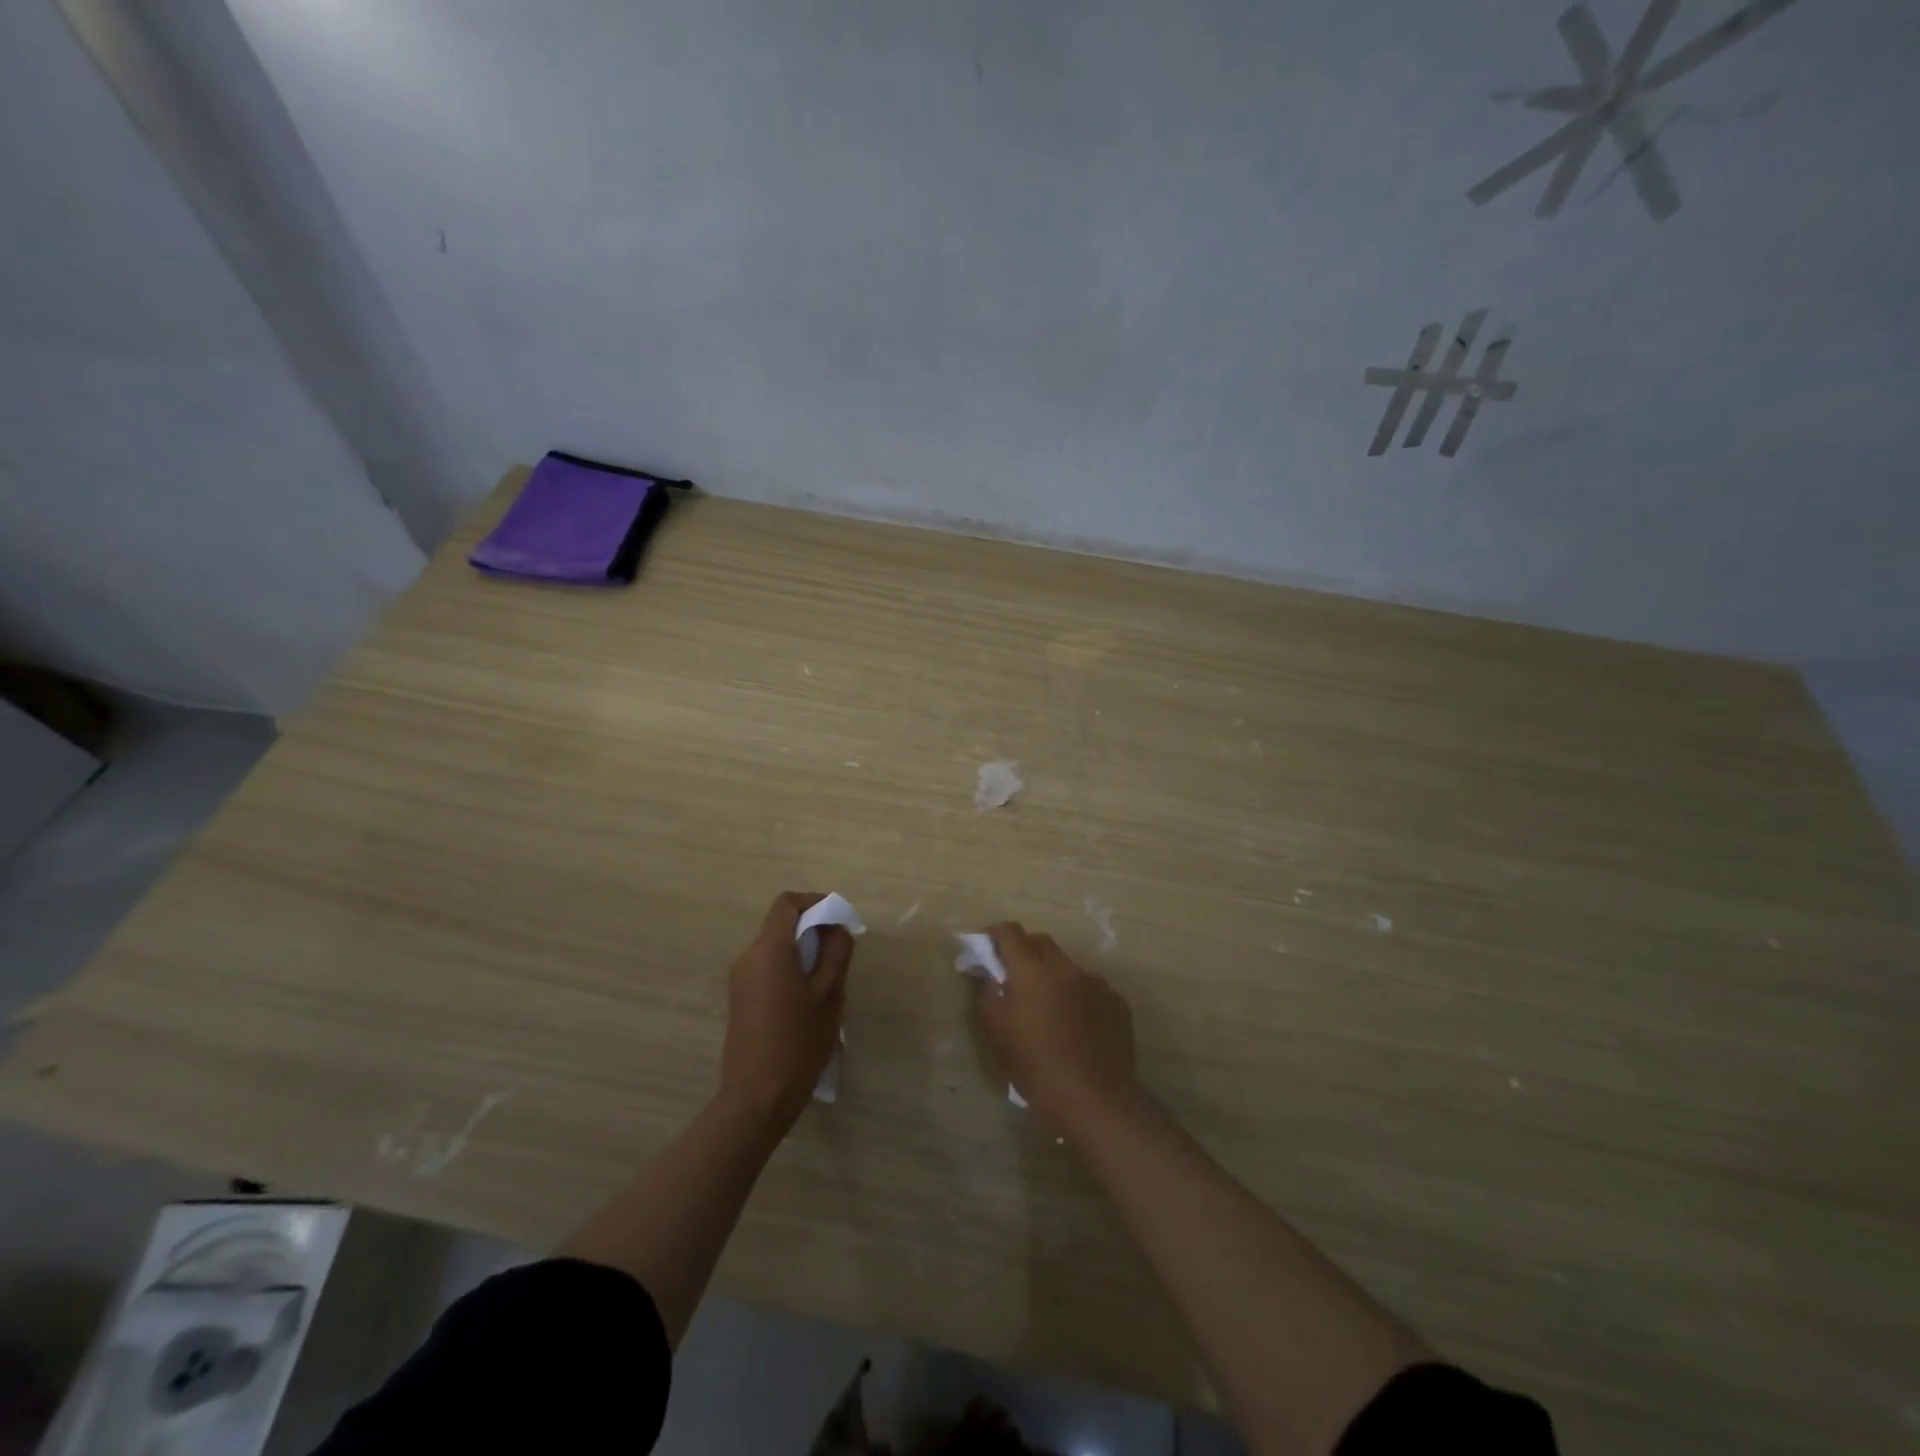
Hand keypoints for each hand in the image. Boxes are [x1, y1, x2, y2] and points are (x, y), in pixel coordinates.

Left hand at [719, 892, 853, 1125]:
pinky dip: (790, 968)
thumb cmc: (798, 1043)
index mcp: (769, 950)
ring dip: (802, 951)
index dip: (815, 902)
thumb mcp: (829, 995)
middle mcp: (748, 957)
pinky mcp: (740, 999)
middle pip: (781, 924)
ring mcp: (740, 979)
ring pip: (775, 947)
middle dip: (813, 929)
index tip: (840, 919)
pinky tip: (808, 1000)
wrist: (757, 1098)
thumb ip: (836, 953)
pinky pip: (768, 968)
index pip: (788, 903)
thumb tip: (837, 928)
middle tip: (840, 953)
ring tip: (829, 979)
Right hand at [973, 922, 1139, 1132]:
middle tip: (1014, 978)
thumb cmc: (1037, 1068)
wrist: (1096, 1101)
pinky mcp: (1117, 1002)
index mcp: (1032, 971)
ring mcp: (1096, 983)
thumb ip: (987, 992)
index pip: (1010, 932)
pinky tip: (1077, 1026)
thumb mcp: (998, 1033)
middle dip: (1025, 951)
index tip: (987, 948)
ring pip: (1068, 966)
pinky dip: (1078, 996)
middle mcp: (1066, 967)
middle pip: (1041, 942)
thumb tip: (984, 970)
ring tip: (1049, 1009)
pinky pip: (1091, 987)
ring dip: (1053, 976)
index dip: (995, 934)